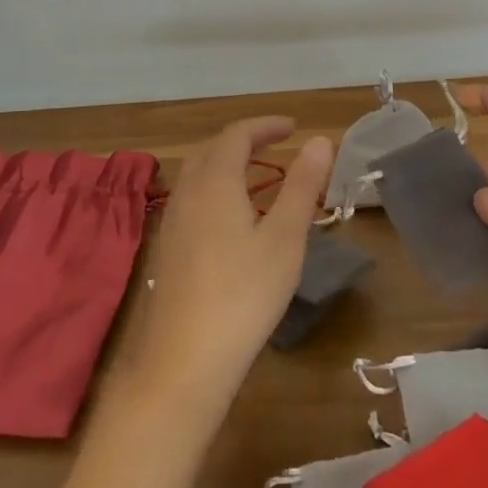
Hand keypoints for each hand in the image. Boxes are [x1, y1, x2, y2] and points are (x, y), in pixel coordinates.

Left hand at [121, 118, 331, 420]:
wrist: (183, 361)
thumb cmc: (244, 294)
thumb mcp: (285, 237)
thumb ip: (302, 185)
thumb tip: (320, 140)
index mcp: (215, 181)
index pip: (237, 134)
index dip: (266, 125)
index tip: (294, 127)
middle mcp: (187, 191)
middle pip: (212, 149)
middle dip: (245, 139)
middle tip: (277, 144)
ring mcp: (171, 221)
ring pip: (197, 174)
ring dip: (227, 163)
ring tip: (258, 175)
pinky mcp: (167, 248)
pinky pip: (191, 198)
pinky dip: (215, 188)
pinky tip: (232, 218)